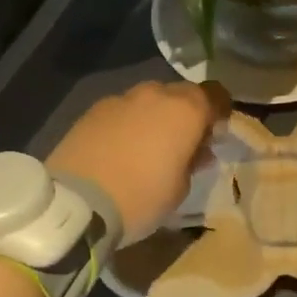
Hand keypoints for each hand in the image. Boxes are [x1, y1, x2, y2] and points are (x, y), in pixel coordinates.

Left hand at [47, 80, 230, 241]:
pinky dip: (129, 123)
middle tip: (183, 143)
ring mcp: (121, 99)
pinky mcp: (93, 110)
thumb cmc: (141, 197)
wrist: (76, 202)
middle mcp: (155, 95)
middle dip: (186, 113)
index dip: (220, 111)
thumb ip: (192, 161)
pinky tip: (121, 148)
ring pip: (149, 100)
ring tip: (149, 147)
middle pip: (181, 94)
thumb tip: (196, 150)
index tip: (216, 133)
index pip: (215, 95)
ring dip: (156, 117)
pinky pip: (123, 110)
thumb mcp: (180, 188)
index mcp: (185, 110)